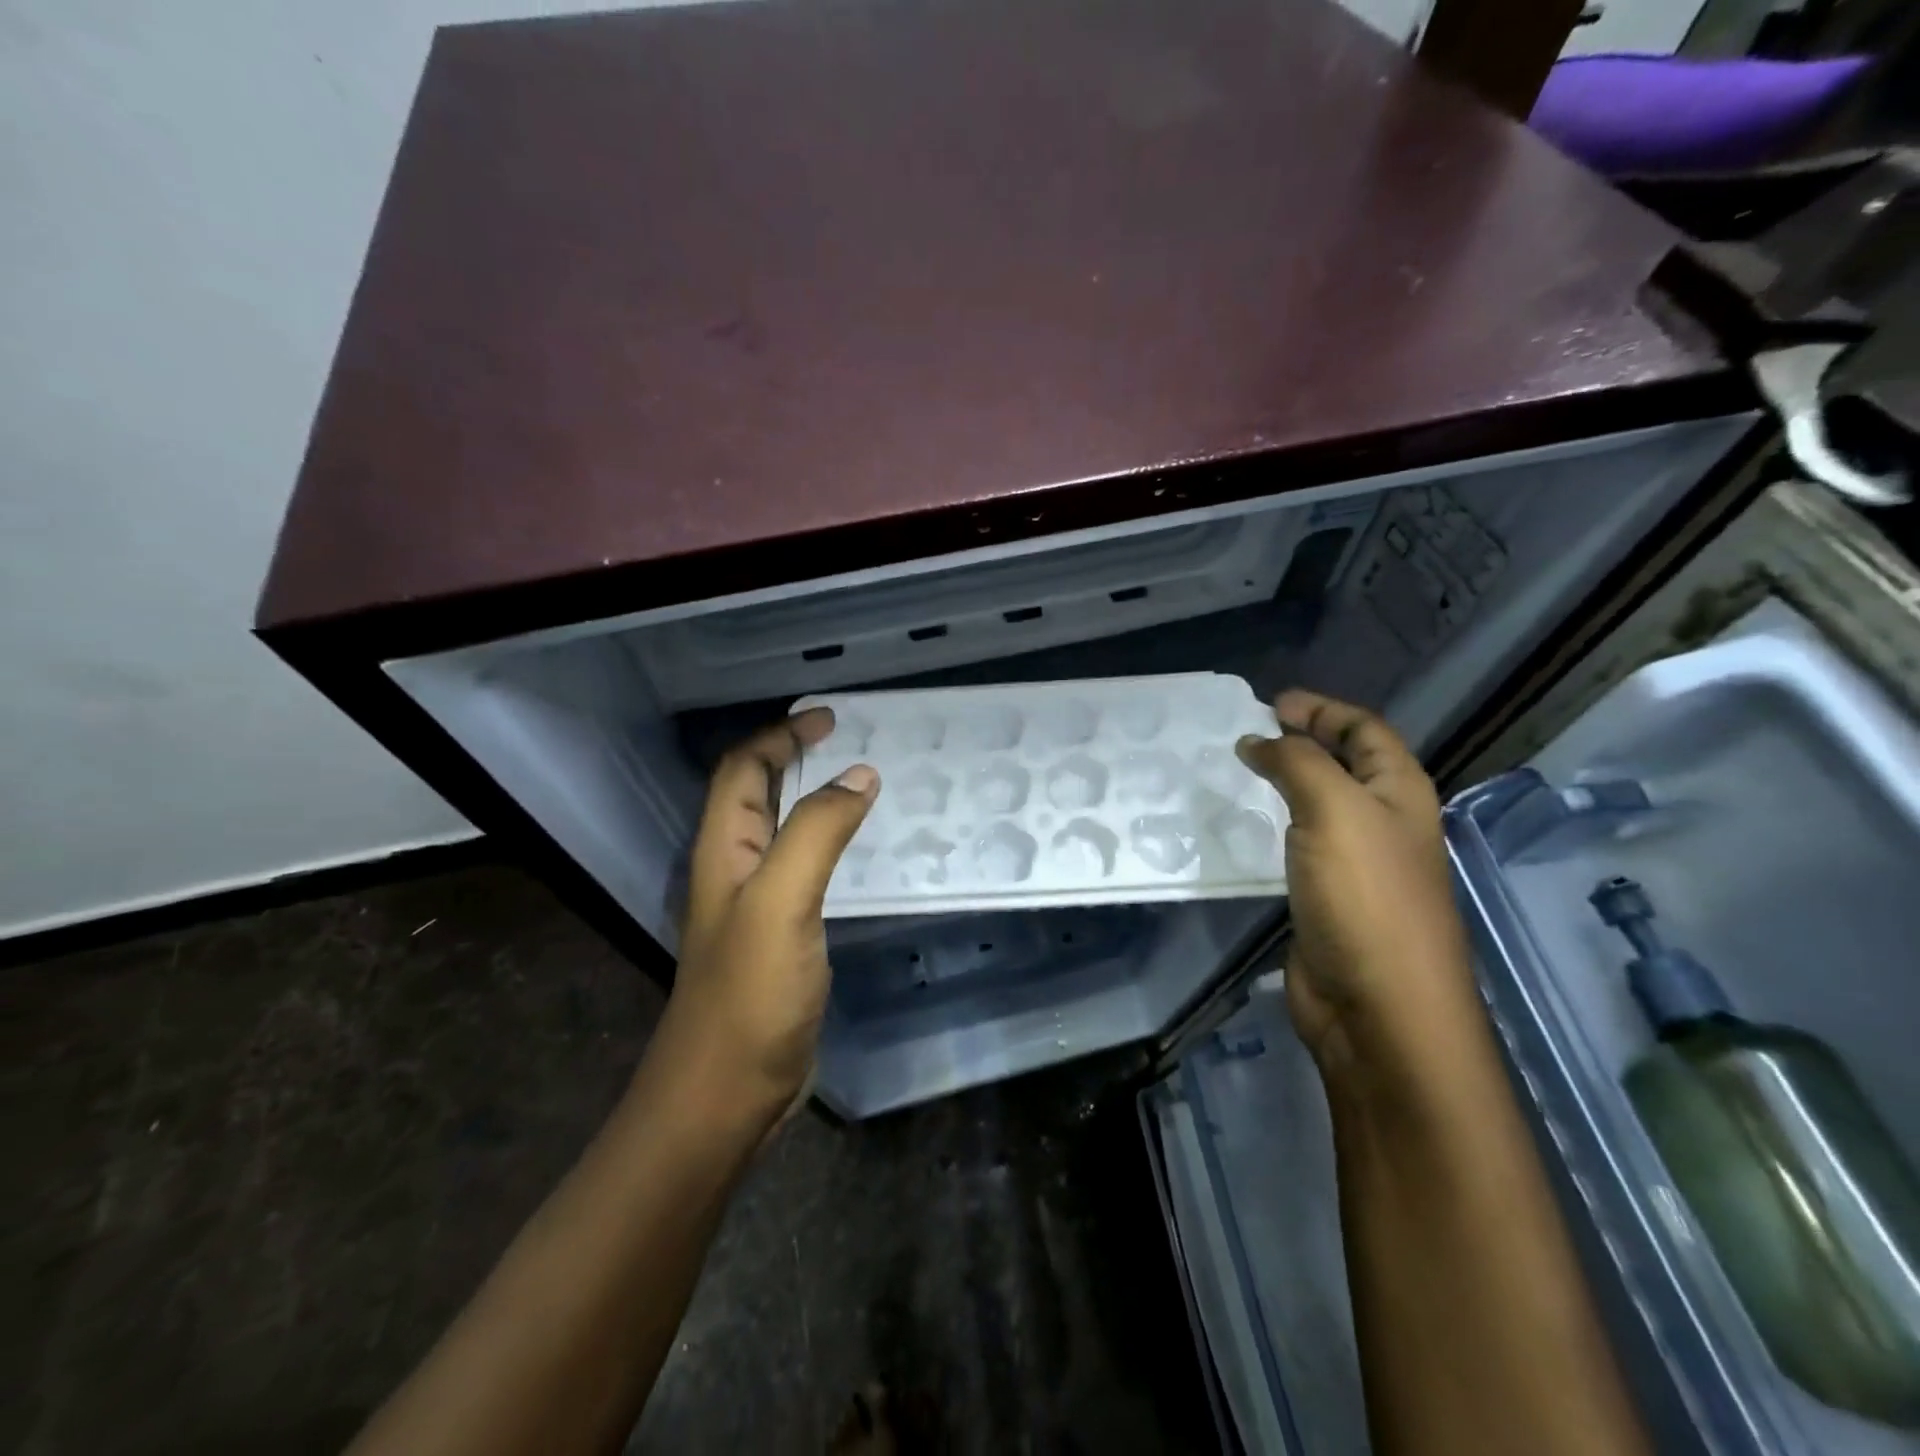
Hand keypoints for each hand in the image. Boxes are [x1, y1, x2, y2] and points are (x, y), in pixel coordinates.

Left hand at [657, 708, 877, 1124]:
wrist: (726, 1093)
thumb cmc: (748, 994)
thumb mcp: (781, 901)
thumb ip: (816, 832)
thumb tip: (859, 775)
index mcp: (724, 850)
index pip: (743, 770)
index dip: (780, 737)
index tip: (829, 719)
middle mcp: (735, 868)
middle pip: (757, 793)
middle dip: (795, 758)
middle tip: (850, 741)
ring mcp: (757, 905)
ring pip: (784, 830)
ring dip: (815, 798)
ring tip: (864, 785)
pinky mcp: (781, 936)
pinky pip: (805, 869)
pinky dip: (830, 843)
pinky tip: (862, 852)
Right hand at [1236, 691, 1477, 1077]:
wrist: (1378, 1007)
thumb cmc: (1365, 896)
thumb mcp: (1334, 810)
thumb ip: (1297, 764)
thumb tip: (1258, 739)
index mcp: (1400, 793)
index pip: (1365, 731)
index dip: (1322, 710)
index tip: (1270, 704)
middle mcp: (1382, 822)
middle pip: (1343, 764)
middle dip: (1301, 742)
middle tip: (1248, 734)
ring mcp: (1355, 863)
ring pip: (1316, 805)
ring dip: (1282, 783)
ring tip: (1236, 772)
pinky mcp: (1326, 898)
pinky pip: (1296, 845)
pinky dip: (1270, 826)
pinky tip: (1241, 827)